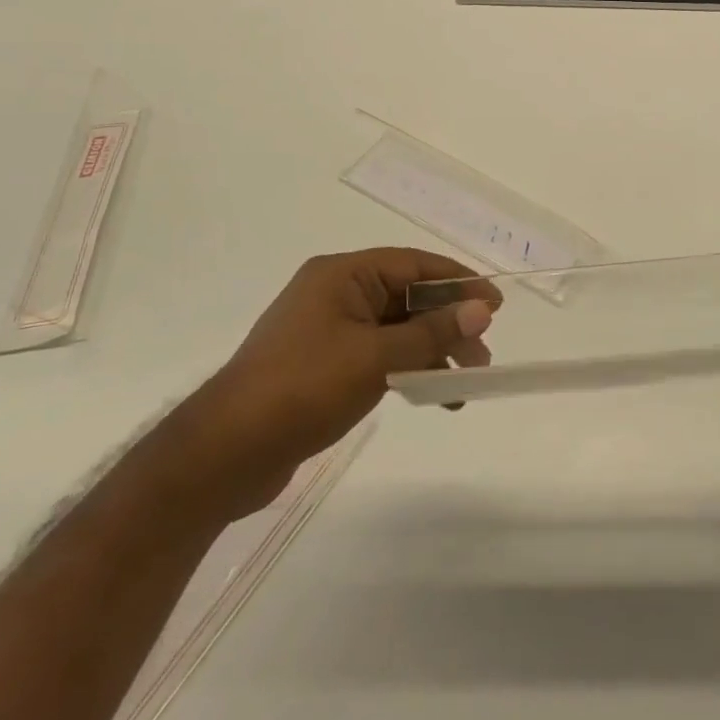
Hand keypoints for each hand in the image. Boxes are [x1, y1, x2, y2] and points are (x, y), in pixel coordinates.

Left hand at [175, 248, 499, 520]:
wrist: (224, 455)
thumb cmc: (302, 389)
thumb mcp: (375, 358)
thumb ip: (431, 333)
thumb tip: (482, 310)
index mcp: (342, 275)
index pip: (413, 264)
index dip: (458, 281)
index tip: (495, 304)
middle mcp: (335, 293)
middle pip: (407, 297)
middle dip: (448, 324)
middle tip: (482, 355)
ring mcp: (327, 330)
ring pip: (395, 330)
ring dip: (431, 351)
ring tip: (464, 384)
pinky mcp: (322, 365)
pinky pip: (378, 355)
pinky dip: (407, 370)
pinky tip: (431, 395)